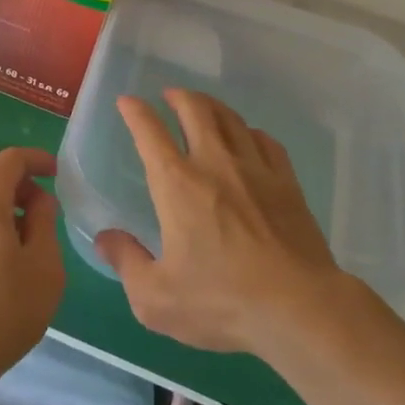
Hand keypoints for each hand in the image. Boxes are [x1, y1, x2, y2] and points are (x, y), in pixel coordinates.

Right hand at [98, 90, 346, 354]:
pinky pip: (266, 141)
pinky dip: (250, 132)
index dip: (135, 111)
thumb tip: (105, 238)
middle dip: (178, 96)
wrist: (300, 308)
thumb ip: (126, 263)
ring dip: (212, 107)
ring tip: (204, 107)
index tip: (127, 101)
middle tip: (170, 96)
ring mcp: (255, 169)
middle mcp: (214, 163)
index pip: (149, 132)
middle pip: (195, 110)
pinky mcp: (287, 183)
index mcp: (177, 184)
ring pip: (231, 119)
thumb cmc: (221, 300)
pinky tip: (249, 138)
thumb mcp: (156, 297)